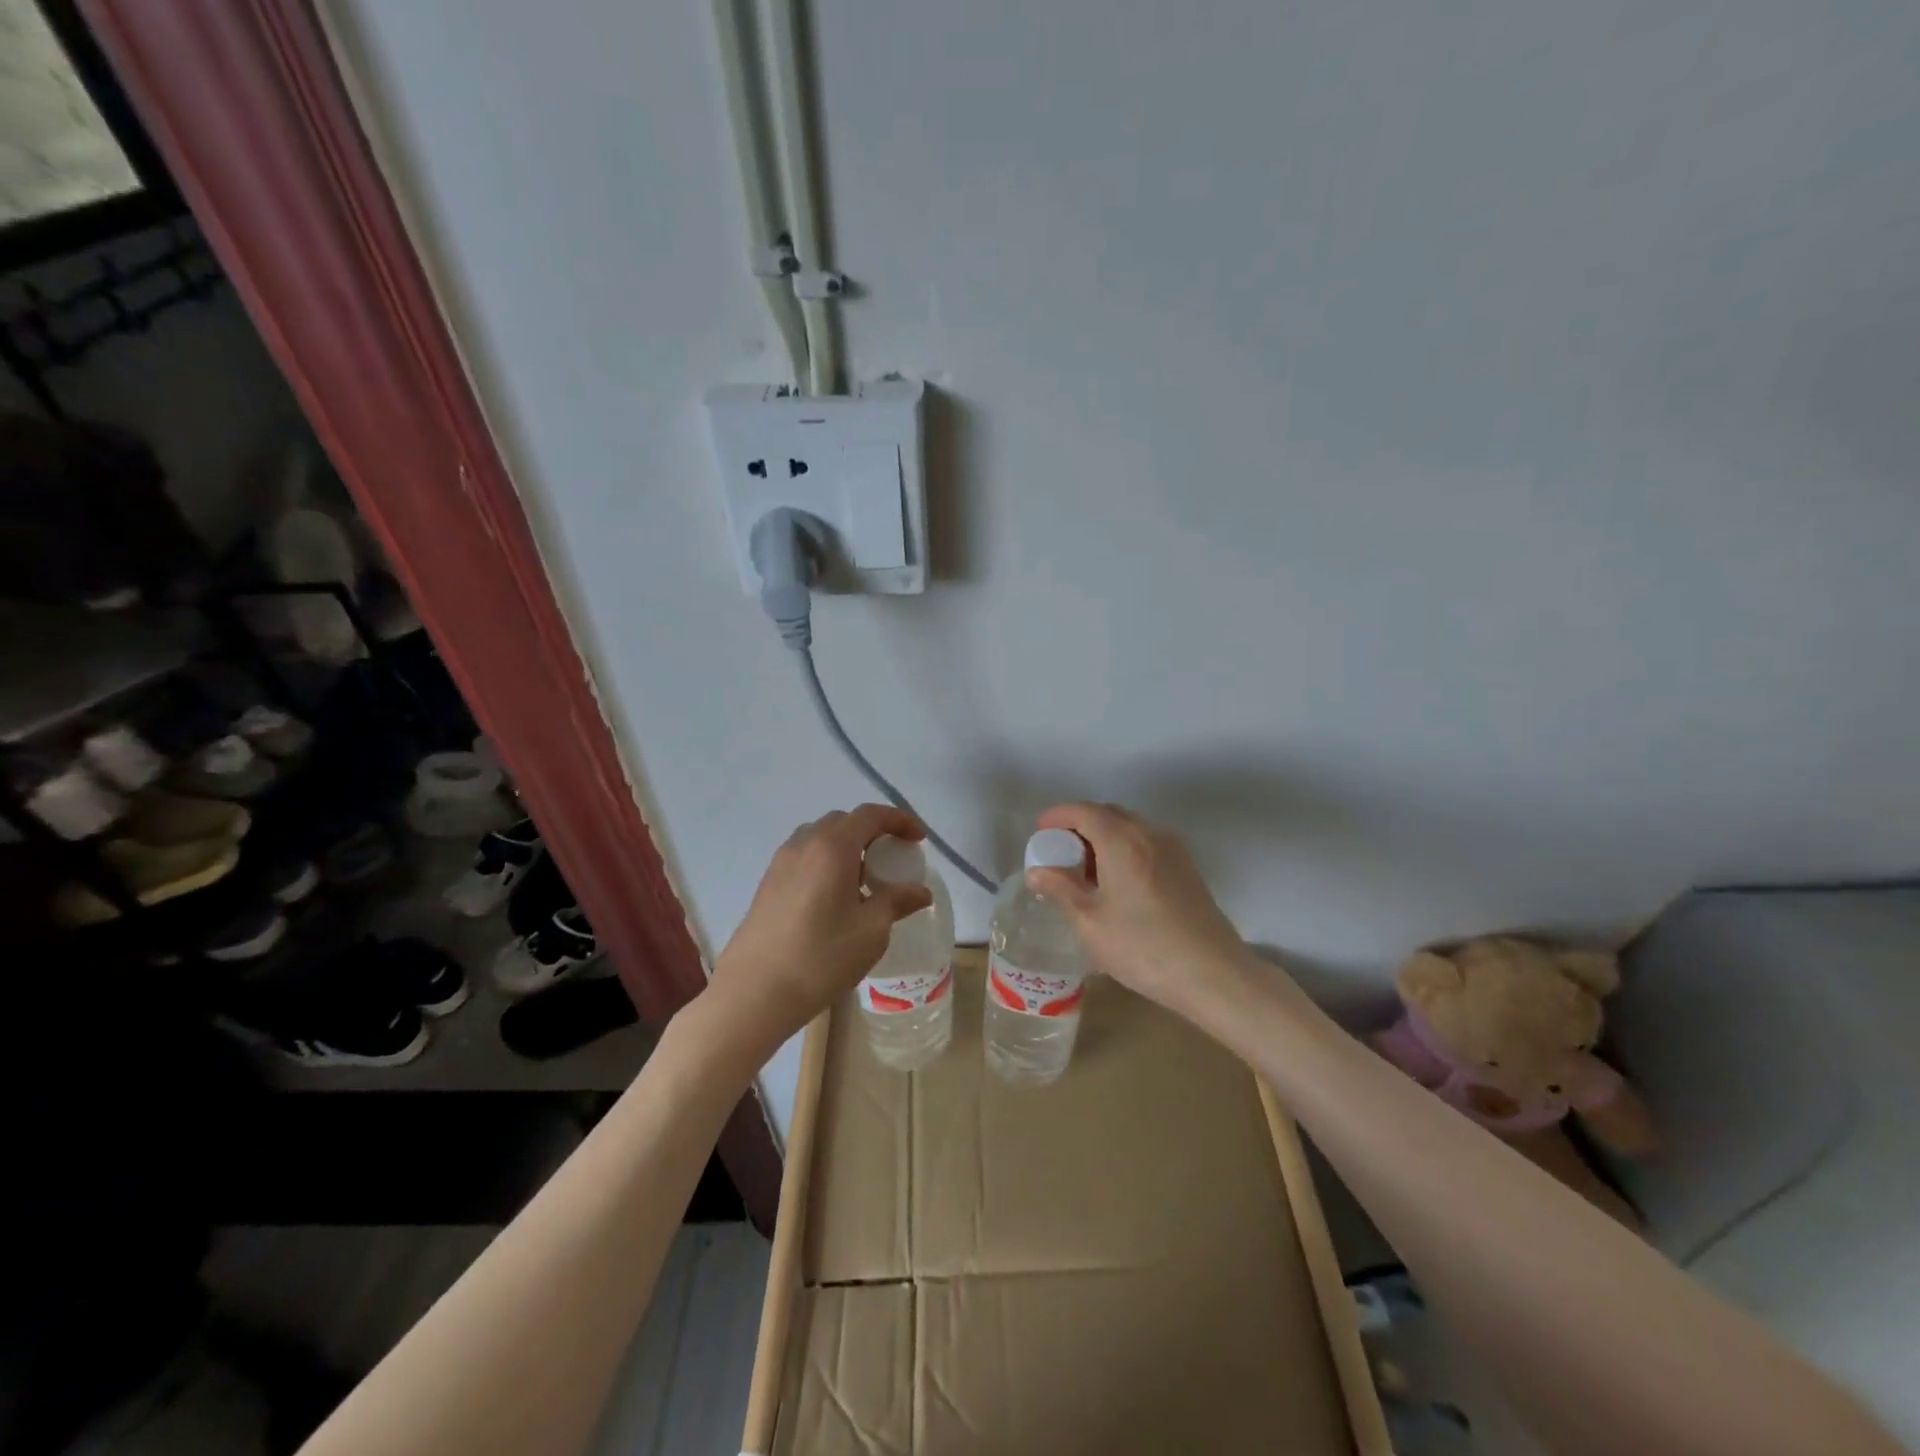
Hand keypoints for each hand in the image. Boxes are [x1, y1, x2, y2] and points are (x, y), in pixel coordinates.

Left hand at [708, 804, 932, 1047]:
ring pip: (820, 838)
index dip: (899, 821)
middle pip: (843, 822)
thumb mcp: (871, 931)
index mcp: (832, 847)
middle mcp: (803, 844)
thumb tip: (920, 891)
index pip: (870, 815)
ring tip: (863, 880)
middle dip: (872, 832)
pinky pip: (803, 858)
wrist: (753, 994)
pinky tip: (834, 899)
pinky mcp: (767, 884)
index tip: (918, 841)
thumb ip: (897, 902)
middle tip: (891, 860)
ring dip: (847, 847)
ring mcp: (780, 863)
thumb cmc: (820, 958)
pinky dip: (826, 863)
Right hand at [1026, 802, 1255, 1018]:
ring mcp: (1173, 850)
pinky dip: (1123, 850)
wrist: (1213, 974)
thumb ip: (1061, 890)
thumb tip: (1038, 872)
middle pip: (1108, 814)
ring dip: (1102, 838)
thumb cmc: (1144, 948)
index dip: (1058, 816)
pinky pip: (1146, 844)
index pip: (1084, 811)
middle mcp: (1150, 834)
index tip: (1039, 831)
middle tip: (1058, 852)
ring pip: (1130, 828)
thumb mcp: (1091, 923)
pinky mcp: (1186, 868)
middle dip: (1079, 825)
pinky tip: (1115, 884)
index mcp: (1123, 841)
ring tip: (1083, 871)